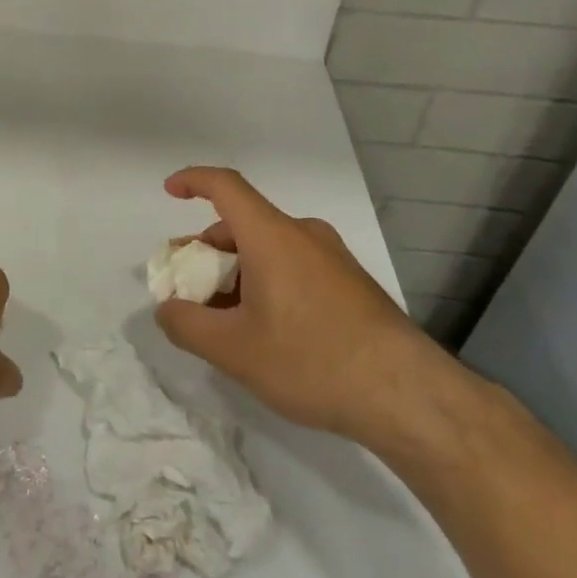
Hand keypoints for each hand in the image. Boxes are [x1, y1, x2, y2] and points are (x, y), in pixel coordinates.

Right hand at [153, 167, 467, 450]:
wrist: (409, 396)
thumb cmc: (312, 361)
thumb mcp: (233, 350)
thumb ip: (186, 325)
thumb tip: (167, 310)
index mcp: (272, 236)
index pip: (226, 187)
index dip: (193, 181)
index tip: (170, 191)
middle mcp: (303, 235)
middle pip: (242, 225)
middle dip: (206, 250)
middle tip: (186, 287)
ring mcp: (332, 259)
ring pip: (268, 250)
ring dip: (235, 272)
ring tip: (221, 318)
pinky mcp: (351, 284)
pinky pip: (294, 268)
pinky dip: (265, 283)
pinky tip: (263, 330)